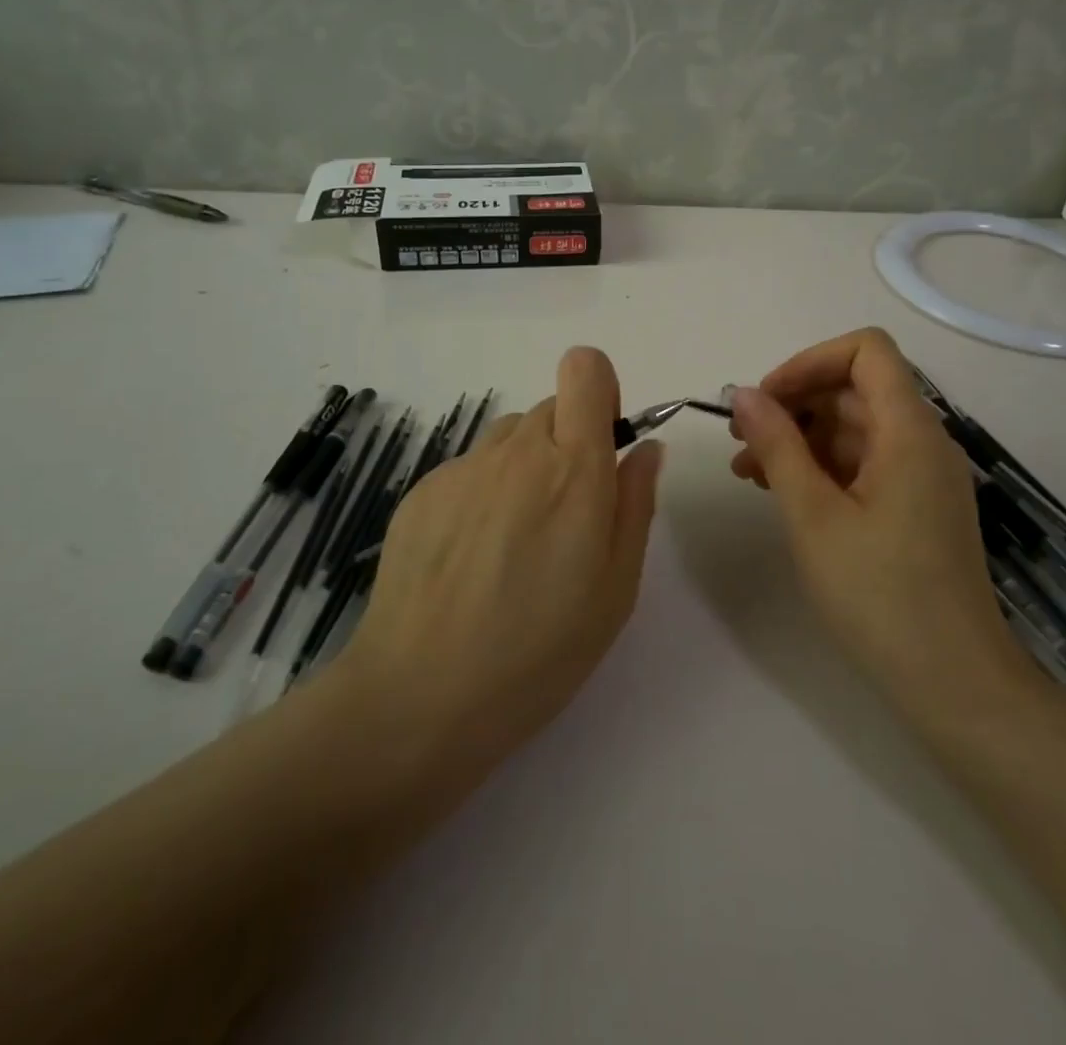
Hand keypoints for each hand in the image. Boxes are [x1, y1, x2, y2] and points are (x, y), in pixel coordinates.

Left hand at [338, 347, 664, 775]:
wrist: (420, 696)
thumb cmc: (540, 649)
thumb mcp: (616, 587)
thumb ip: (635, 503)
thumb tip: (645, 447)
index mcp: (572, 468)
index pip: (584, 369)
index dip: (600, 393)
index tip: (602, 444)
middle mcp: (515, 450)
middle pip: (550, 407)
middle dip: (567, 443)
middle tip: (564, 517)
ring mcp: (462, 468)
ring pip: (508, 437)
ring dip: (524, 466)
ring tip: (514, 541)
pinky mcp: (421, 490)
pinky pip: (469, 468)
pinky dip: (482, 493)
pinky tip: (471, 557)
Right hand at [728, 328, 1026, 717]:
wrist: (952, 683)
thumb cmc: (879, 594)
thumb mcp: (813, 515)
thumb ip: (777, 446)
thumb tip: (743, 395)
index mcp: (909, 431)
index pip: (866, 350)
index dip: (810, 361)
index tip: (765, 400)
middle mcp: (922, 441)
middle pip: (855, 389)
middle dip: (794, 404)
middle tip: (740, 439)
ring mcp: (921, 476)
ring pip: (854, 428)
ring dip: (800, 438)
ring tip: (748, 471)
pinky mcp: (915, 506)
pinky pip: (863, 463)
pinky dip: (821, 467)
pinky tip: (781, 492)